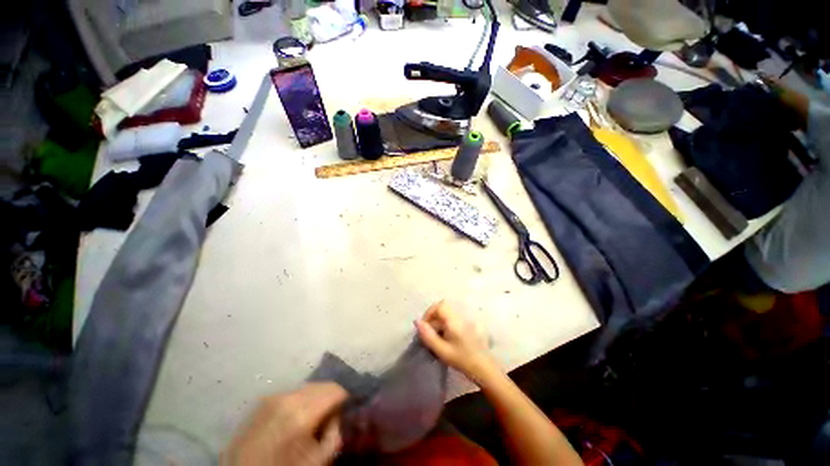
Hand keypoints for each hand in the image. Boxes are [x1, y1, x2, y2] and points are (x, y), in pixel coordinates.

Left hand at [223, 383, 347, 465]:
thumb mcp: (319, 462)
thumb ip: (335, 434)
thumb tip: (337, 416)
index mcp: (302, 413)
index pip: (334, 390)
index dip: (345, 397)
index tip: (348, 407)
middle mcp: (287, 398)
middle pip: (320, 385)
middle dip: (330, 397)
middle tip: (332, 414)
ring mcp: (272, 398)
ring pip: (305, 388)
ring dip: (314, 398)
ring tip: (312, 417)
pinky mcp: (262, 402)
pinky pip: (290, 395)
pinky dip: (299, 401)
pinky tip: (295, 418)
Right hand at [415, 300, 496, 382]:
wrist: (484, 368)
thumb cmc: (462, 360)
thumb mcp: (442, 351)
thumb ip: (428, 336)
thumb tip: (417, 321)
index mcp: (454, 321)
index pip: (440, 306)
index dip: (429, 313)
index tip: (424, 326)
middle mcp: (459, 317)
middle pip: (443, 308)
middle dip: (433, 318)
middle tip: (428, 333)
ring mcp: (464, 320)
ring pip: (447, 314)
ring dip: (438, 322)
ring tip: (436, 338)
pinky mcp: (467, 326)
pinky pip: (452, 320)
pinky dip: (445, 325)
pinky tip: (444, 339)